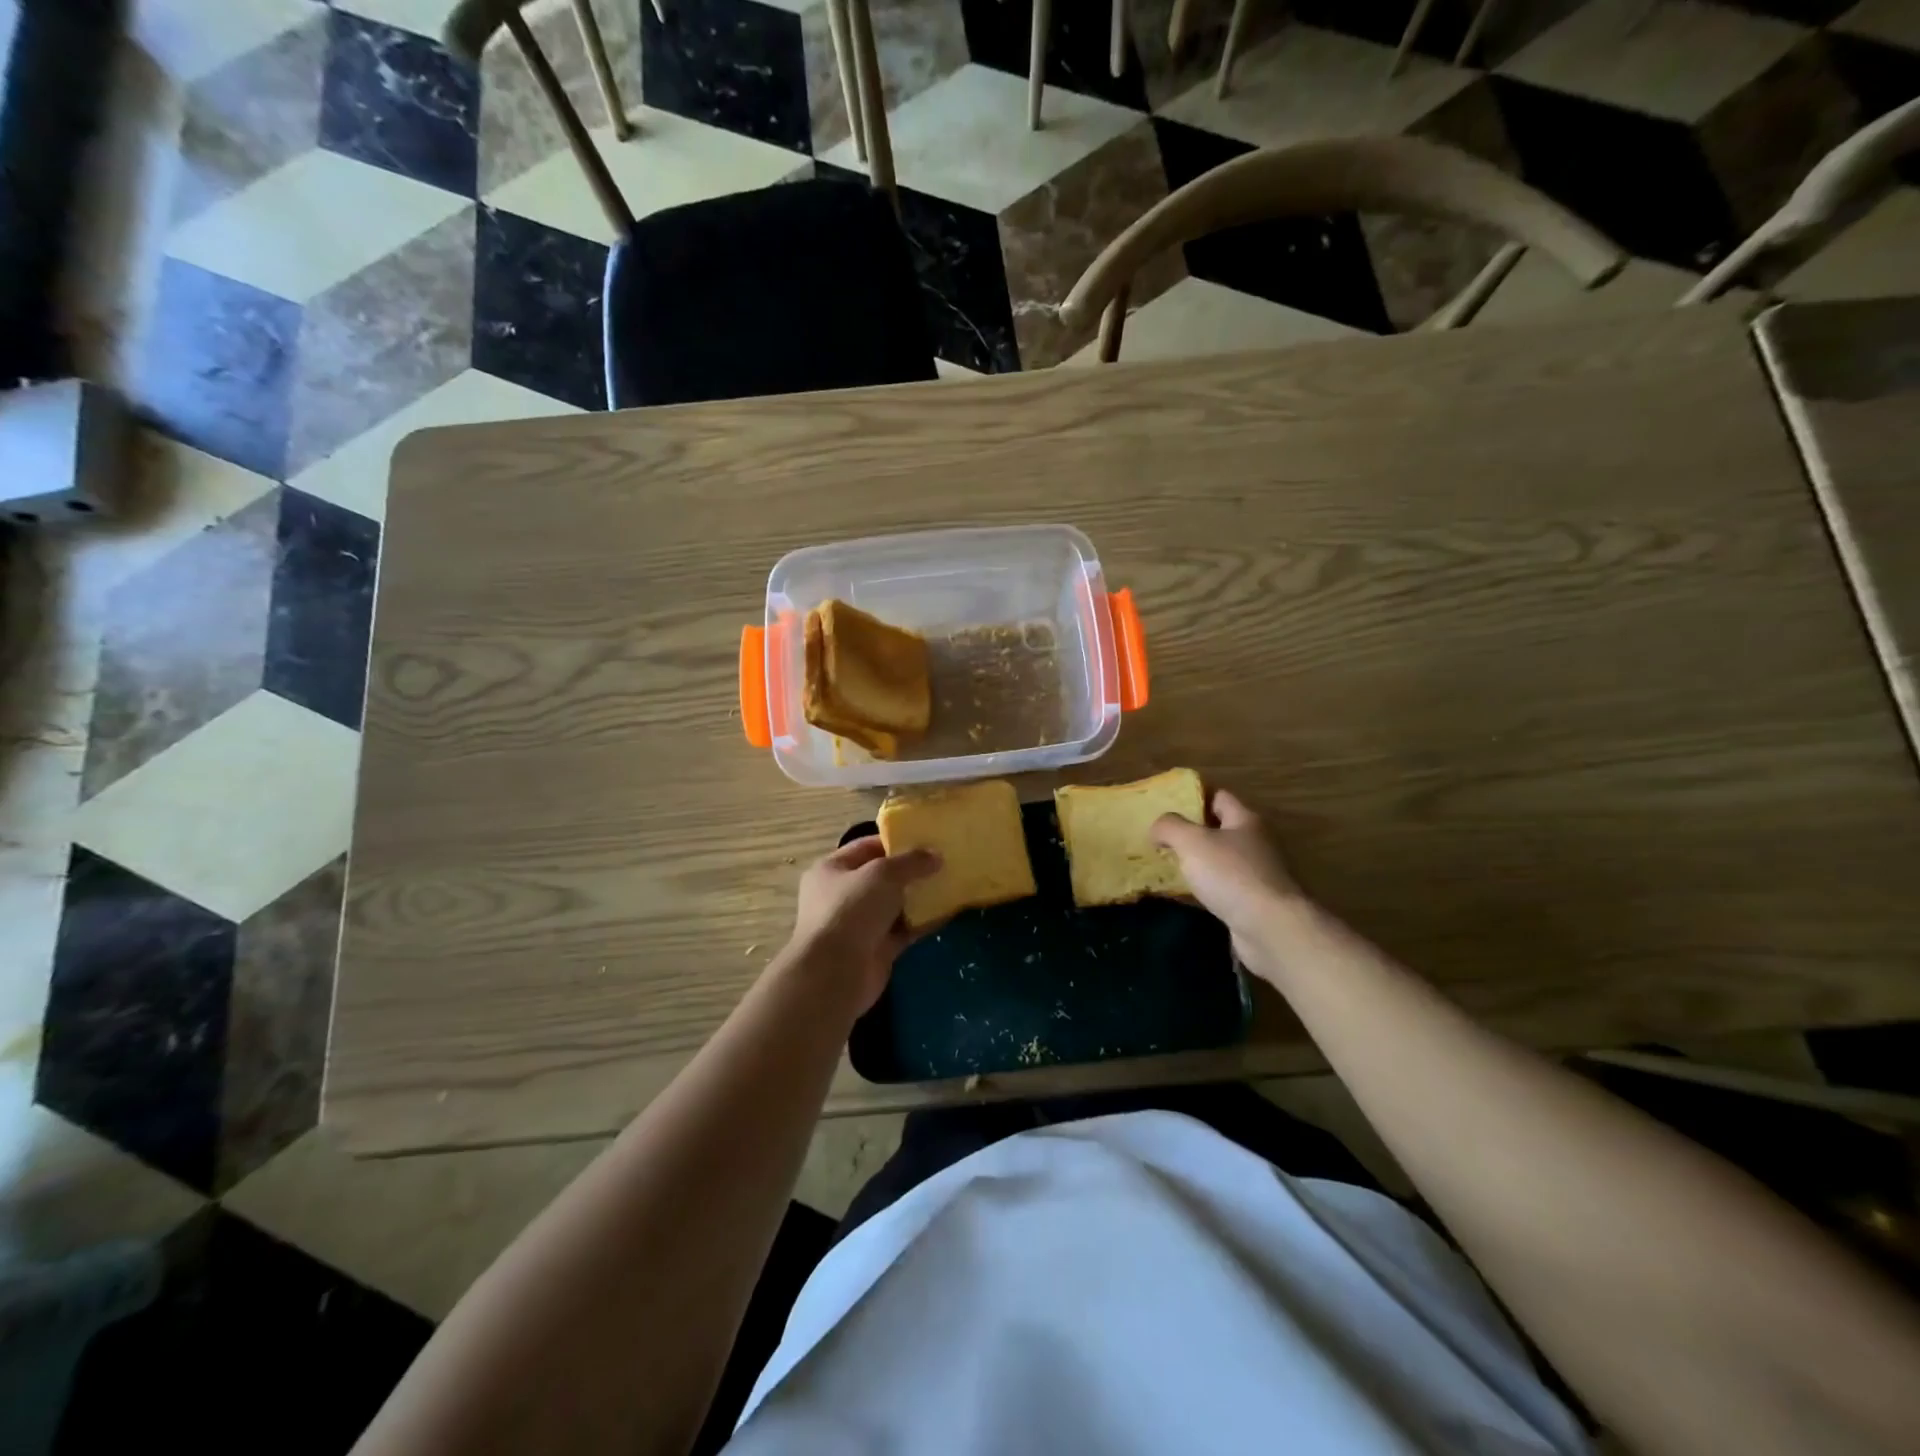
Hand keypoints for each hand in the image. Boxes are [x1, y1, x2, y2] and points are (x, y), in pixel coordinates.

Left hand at [787, 837, 940, 1014]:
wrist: (835, 973)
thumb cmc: (851, 911)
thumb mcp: (883, 874)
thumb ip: (911, 861)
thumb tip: (936, 855)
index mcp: (832, 869)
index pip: (867, 847)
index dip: (896, 842)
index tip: (927, 840)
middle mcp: (842, 895)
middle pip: (882, 877)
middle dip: (911, 871)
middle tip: (944, 863)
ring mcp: (858, 924)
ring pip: (894, 905)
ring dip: (918, 897)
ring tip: (950, 885)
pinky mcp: (875, 949)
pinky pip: (903, 930)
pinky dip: (921, 923)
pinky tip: (947, 914)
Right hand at [1151, 789, 1306, 980]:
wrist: (1270, 929)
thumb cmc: (1231, 875)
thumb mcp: (1192, 841)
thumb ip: (1170, 826)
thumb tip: (1158, 827)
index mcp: (1246, 820)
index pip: (1219, 797)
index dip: (1194, 797)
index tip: (1166, 804)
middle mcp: (1255, 843)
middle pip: (1219, 829)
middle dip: (1190, 832)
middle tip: (1159, 837)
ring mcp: (1257, 875)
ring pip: (1219, 861)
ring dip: (1196, 862)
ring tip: (1164, 865)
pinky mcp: (1253, 903)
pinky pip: (1221, 888)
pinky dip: (1203, 888)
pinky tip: (1182, 894)